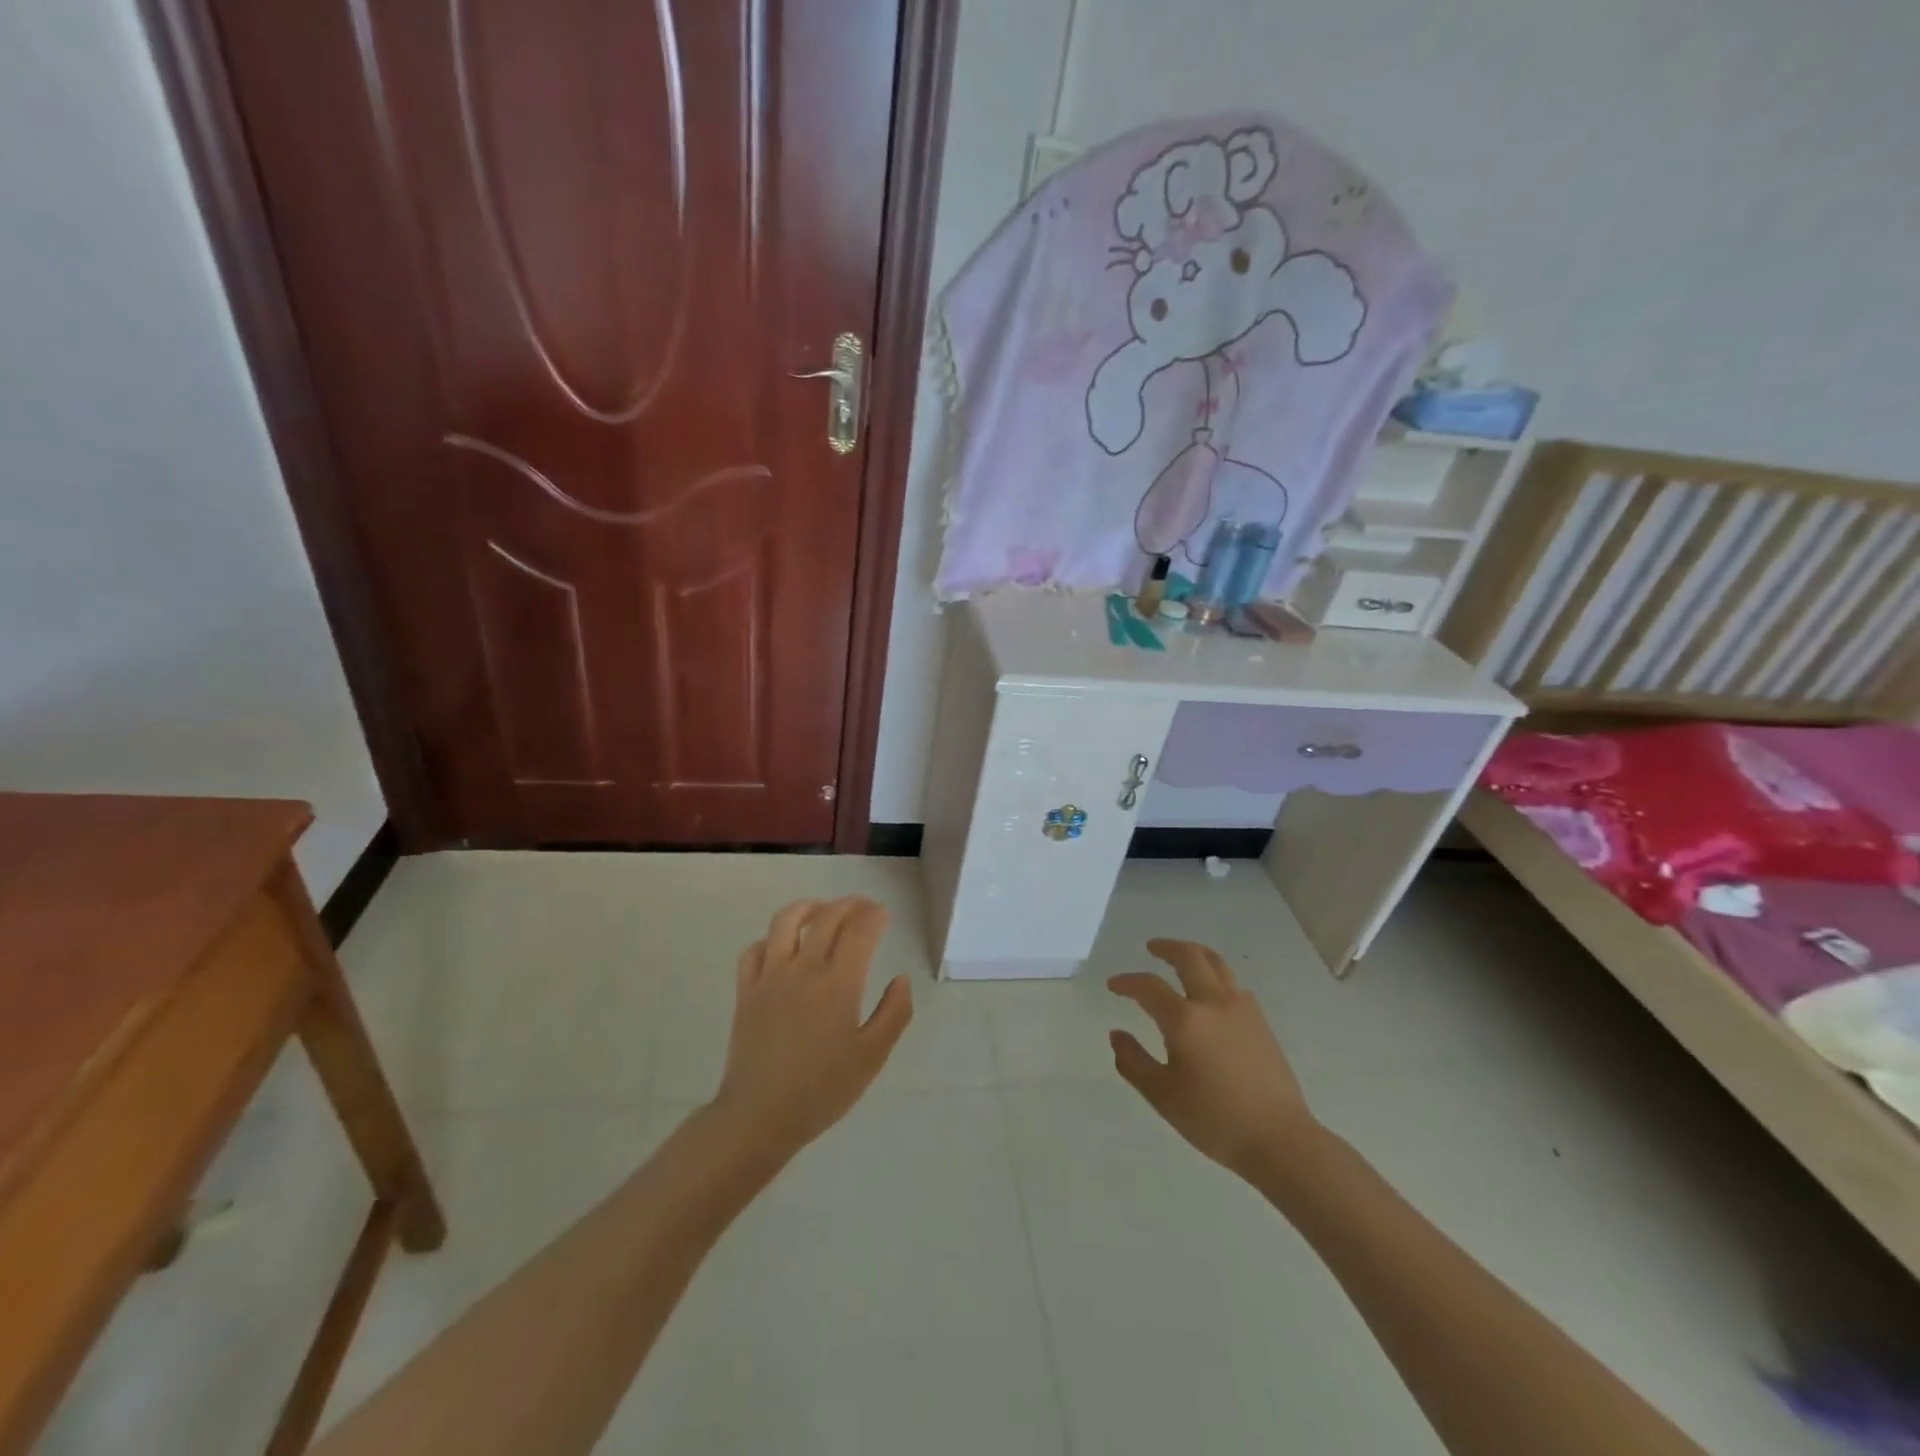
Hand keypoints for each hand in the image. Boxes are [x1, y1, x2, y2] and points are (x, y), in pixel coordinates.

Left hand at [712, 898, 912, 1160]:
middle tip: (863, 908)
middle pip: (827, 916)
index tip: (884, 915)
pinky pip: (755, 949)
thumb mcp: (871, 1057)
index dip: (874, 916)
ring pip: (786, 921)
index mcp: (838, 984)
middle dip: (849, 905)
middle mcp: (803, 969)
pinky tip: (782, 946)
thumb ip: (894, 1014)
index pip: (860, 930)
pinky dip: (772, 938)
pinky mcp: (746, 991)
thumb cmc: (822, 1090)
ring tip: (822, 910)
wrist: (759, 1116)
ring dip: (808, 907)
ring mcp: (770, 976)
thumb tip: (901, 979)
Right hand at [1108, 939, 1318, 1181]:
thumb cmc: (1214, 1119)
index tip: (1113, 985)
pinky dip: (1216, 976)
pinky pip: (1234, 985)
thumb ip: (1133, 1062)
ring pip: (1217, 964)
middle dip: (1167, 947)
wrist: (1279, 1139)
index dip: (1127, 982)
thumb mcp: (1162, 1096)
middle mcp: (1213, 1003)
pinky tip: (1212, 993)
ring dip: (1195, 954)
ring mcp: (1241, 1009)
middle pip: (1189, 957)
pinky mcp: (1260, 1022)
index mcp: (1184, 1020)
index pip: (1148, 986)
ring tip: (1182, 957)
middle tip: (1151, 948)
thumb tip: (1117, 1034)